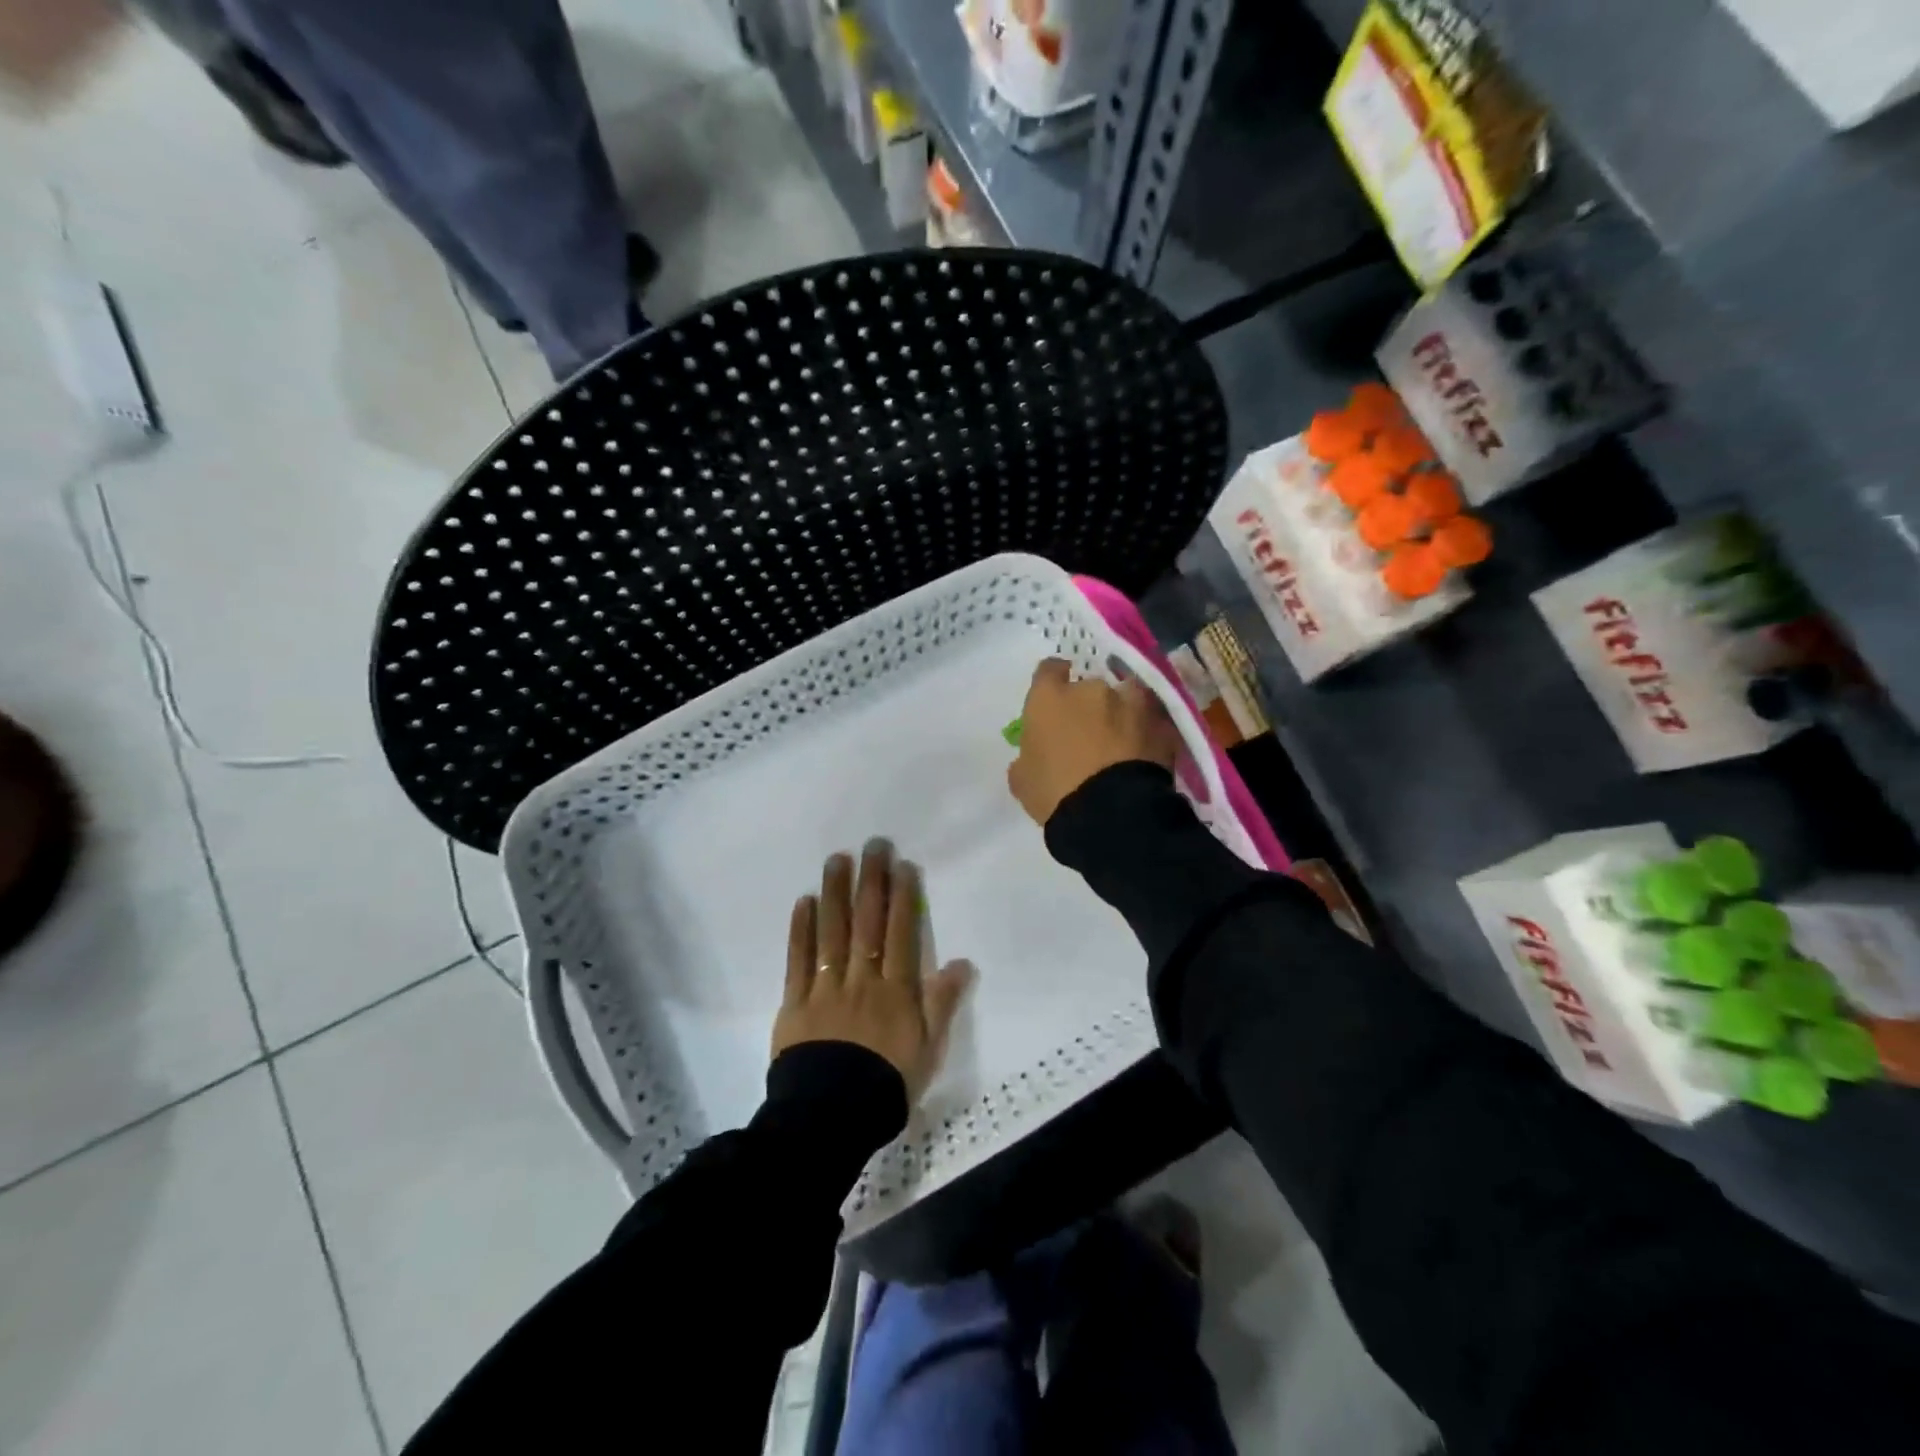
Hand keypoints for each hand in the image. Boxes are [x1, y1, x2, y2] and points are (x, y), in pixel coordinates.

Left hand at [774, 843, 971, 1102]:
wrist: (831, 1118)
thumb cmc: (887, 1084)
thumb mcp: (928, 1049)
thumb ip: (942, 1004)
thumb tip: (963, 963)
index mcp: (896, 991)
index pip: (901, 934)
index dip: (902, 897)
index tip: (902, 865)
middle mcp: (861, 980)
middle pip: (867, 924)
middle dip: (871, 882)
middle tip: (872, 845)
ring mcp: (826, 988)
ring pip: (832, 933)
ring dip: (836, 893)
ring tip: (837, 860)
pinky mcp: (795, 1002)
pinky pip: (798, 960)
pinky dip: (801, 930)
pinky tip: (805, 902)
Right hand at [1007, 658, 1178, 826]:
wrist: (1111, 815)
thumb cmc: (1055, 794)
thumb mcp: (1023, 781)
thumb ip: (1026, 758)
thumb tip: (1032, 757)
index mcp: (1050, 698)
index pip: (1049, 670)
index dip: (1052, 680)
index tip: (1054, 696)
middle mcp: (1091, 690)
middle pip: (1089, 686)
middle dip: (1089, 705)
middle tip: (1088, 734)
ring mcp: (1131, 704)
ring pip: (1127, 698)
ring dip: (1123, 712)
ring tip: (1122, 740)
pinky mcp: (1162, 725)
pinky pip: (1152, 723)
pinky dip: (1147, 734)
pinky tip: (1144, 755)